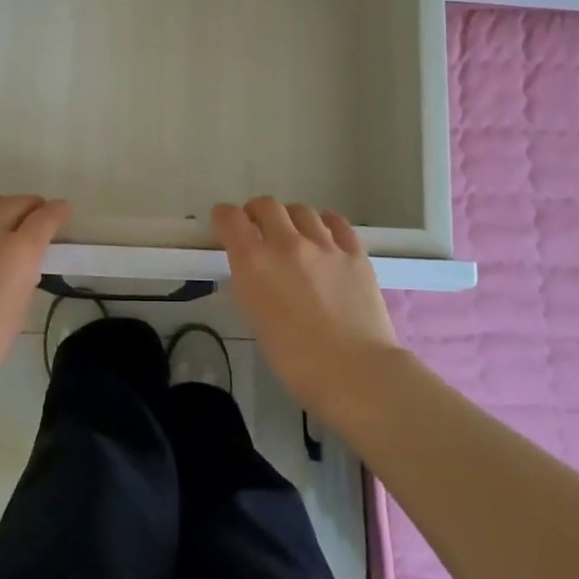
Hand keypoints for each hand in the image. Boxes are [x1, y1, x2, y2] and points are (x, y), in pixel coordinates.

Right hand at [213, 197, 402, 417]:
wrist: (355, 373)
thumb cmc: (295, 361)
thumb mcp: (256, 319)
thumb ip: (251, 284)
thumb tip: (254, 268)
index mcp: (255, 262)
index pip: (230, 218)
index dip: (224, 218)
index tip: (225, 225)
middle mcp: (286, 243)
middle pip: (266, 205)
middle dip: (256, 213)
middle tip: (258, 229)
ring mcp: (324, 245)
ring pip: (301, 210)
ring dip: (290, 218)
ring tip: (293, 235)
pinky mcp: (355, 252)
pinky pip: (336, 222)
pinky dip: (325, 223)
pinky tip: (325, 235)